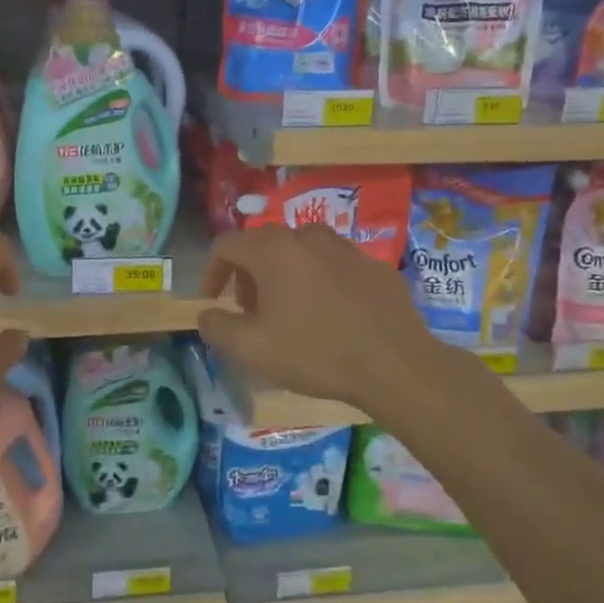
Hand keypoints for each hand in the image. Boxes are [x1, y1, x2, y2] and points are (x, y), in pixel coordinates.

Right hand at [198, 223, 437, 407]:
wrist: (397, 365)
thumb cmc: (315, 353)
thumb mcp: (252, 349)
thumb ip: (217, 327)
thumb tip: (206, 314)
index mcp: (273, 250)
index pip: (226, 244)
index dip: (211, 271)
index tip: (212, 301)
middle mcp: (308, 237)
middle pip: (264, 244)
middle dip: (248, 275)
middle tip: (249, 310)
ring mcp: (346, 248)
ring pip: (302, 251)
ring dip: (285, 274)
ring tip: (289, 311)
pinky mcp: (376, 267)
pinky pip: (336, 266)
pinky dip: (322, 282)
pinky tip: (331, 316)